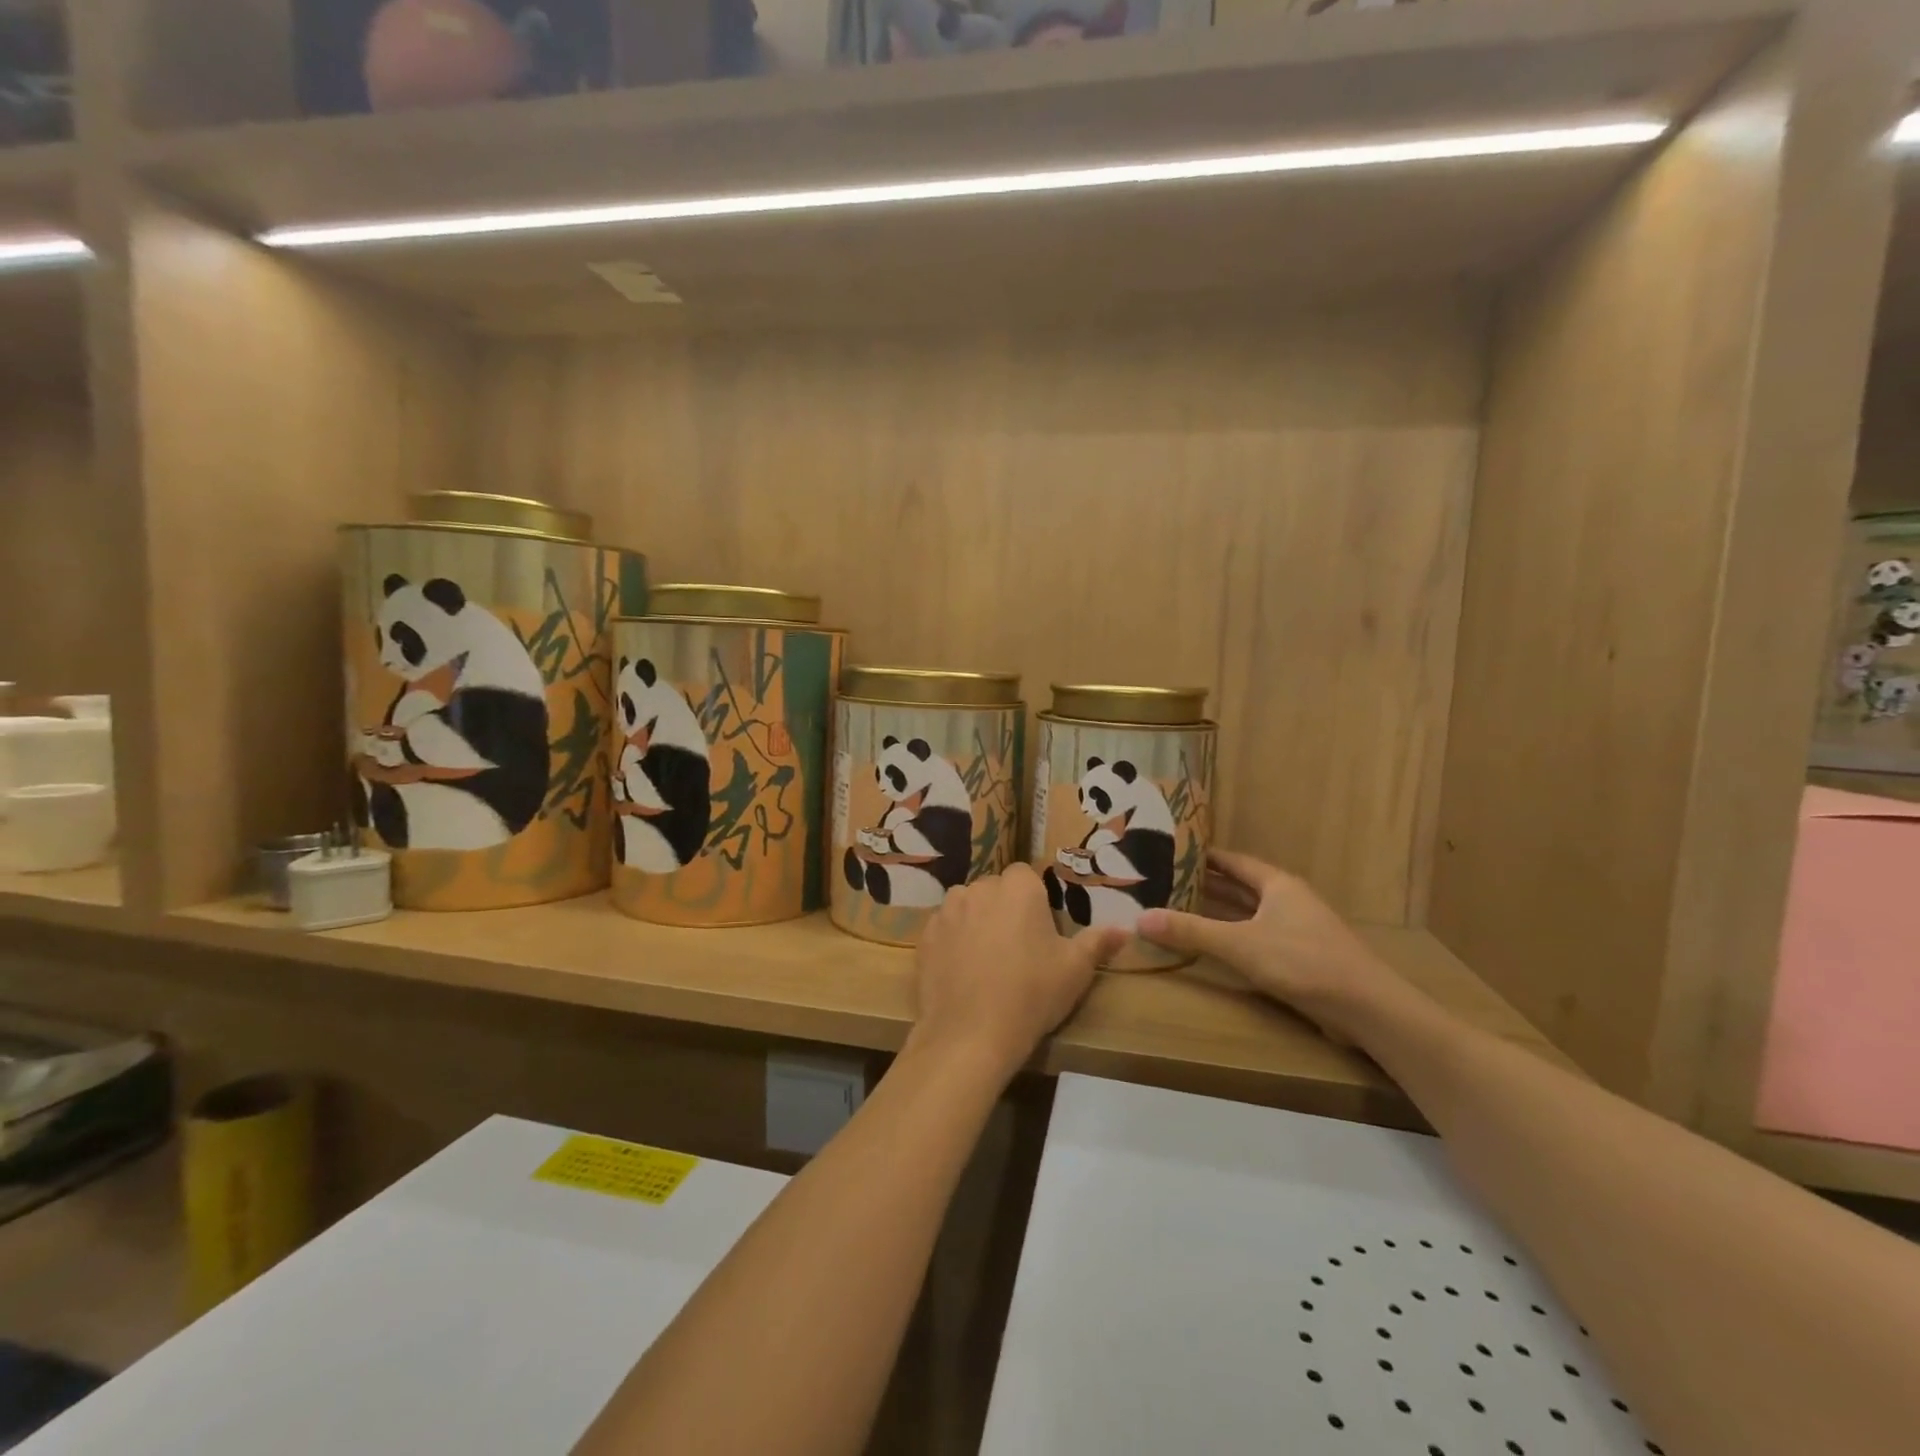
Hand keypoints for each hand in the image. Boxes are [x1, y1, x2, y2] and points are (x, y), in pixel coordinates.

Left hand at [909, 863, 1126, 1081]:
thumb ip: (1098, 942)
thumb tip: (1124, 929)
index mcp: (1018, 887)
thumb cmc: (1031, 994)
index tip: (1040, 929)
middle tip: (1017, 947)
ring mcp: (947, 911)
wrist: (970, 1034)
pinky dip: (952, 942)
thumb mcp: (1075, 970)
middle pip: (995, 889)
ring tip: (987, 960)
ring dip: (976, 921)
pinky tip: (962, 973)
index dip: (1033, 899)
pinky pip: (943, 929)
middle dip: (1004, 908)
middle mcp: (979, 888)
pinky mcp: (924, 936)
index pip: (1025, 875)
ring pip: (966, 906)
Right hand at [1137, 850, 1417, 1043]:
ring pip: (1248, 913)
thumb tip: (1140, 918)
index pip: (1232, 861)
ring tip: (1178, 908)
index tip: (1167, 851)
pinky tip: (1212, 945)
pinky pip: (1256, 936)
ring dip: (1217, 912)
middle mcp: (1287, 899)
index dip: (1201, 856)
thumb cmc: (1303, 962)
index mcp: (1276, 884)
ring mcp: (1296, 929)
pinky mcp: (1300, 957)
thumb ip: (1191, 931)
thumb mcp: (1240, 945)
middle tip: (1163, 881)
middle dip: (1203, 884)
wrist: (1368, 1009)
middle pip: (1239, 886)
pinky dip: (1232, 935)